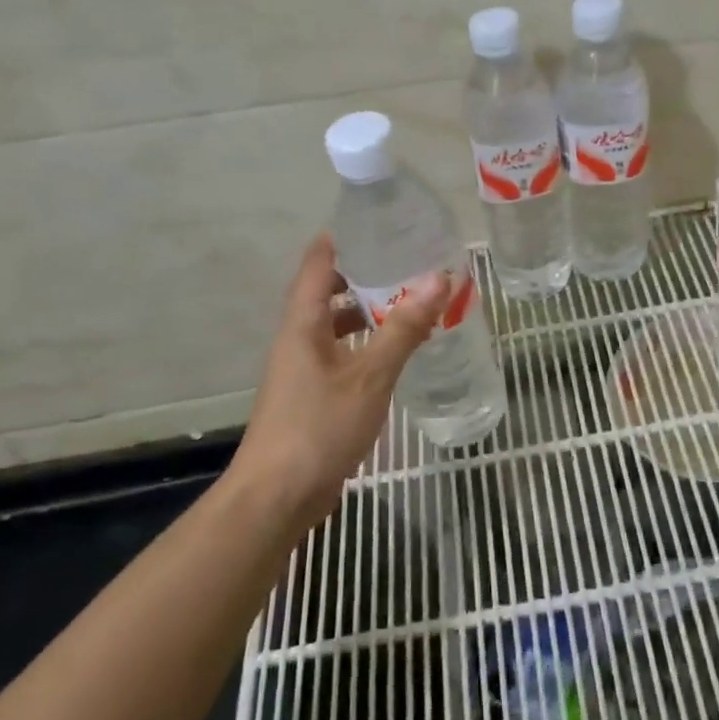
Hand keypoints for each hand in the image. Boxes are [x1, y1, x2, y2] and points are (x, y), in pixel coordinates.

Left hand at [228, 234, 451, 521]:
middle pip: (328, 290)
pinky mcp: (312, 395)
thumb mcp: (370, 375)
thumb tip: (440, 278)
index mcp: (303, 323)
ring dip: (369, 311)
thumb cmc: (320, 427)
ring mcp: (303, 369)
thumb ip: (405, 327)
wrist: (278, 497)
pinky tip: (397, 352)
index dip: (345, 236)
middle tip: (410, 262)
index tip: (382, 222)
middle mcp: (298, 338)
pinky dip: (368, 344)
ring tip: (412, 302)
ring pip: (336, 325)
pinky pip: (342, 354)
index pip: (318, 261)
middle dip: (366, 273)